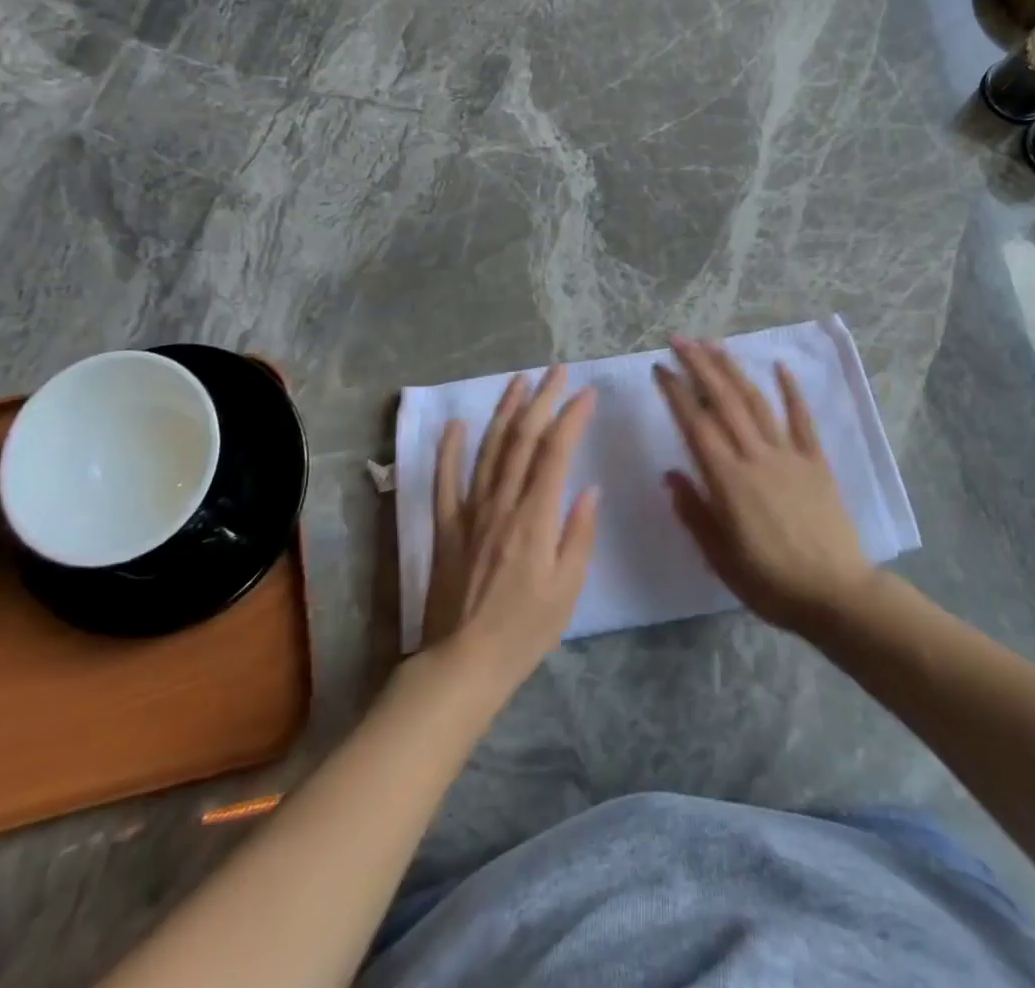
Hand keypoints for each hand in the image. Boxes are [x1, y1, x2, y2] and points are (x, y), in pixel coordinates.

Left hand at [421, 366, 597, 692]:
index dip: (571, 417)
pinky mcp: (446, 527)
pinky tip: (457, 424)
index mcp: (536, 517)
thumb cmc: (526, 629)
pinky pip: (444, 480)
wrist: (464, 663)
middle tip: (556, 371)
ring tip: (518, 381)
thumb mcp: (569, 587)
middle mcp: (502, 503)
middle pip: (523, 439)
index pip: (556, 452)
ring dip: (505, 411)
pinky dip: (450, 449)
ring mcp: (470, 511)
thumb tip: (589, 488)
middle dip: (542, 400)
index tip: (586, 393)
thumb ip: (579, 533)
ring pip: (489, 449)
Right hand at [654, 337, 874, 632]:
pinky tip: (781, 366)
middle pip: (725, 402)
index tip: (660, 368)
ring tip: (715, 345)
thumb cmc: (771, 583)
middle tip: (680, 340)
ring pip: (757, 402)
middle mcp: (757, 457)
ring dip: (734, 370)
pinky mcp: (817, 461)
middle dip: (700, 366)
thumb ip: (694, 512)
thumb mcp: (720, 557)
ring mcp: (790, 455)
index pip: (696, 425)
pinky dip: (791, 390)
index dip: (676, 393)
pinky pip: (803, 419)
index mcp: (729, 480)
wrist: (837, 595)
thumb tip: (670, 474)